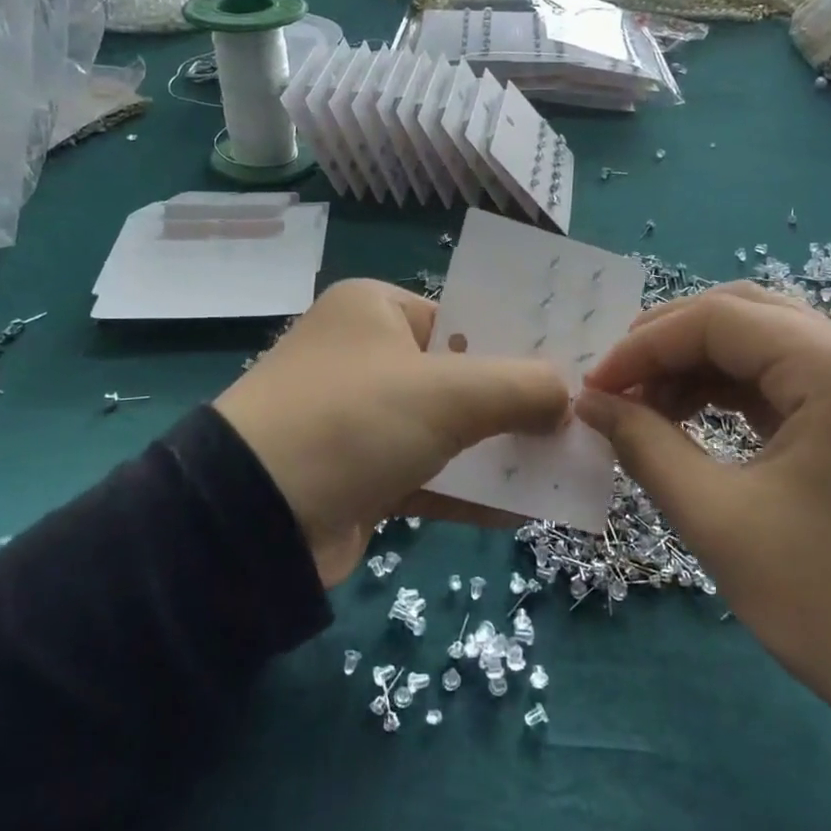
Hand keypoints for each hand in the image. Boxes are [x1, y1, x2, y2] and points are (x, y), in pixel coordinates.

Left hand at [214, 280, 570, 587]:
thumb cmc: (352, 423)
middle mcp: (366, 357)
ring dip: (501, 451)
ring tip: (566, 467)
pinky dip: (472, 490)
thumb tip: (568, 395)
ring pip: (448, 430)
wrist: (251, 520)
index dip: (520, 345)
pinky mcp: (360, 475)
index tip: (572, 372)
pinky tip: (524, 509)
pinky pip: (430, 474)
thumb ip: (519, 386)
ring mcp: (361, 419)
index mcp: (375, 310)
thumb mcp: (447, 394)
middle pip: (460, 376)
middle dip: (518, 404)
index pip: (464, 318)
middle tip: (578, 423)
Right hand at [577, 284, 830, 830]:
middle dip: (667, 345)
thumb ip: (645, 444)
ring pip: (766, 344)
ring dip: (698, 367)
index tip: (590, 389)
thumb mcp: (718, 519)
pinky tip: (693, 421)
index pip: (716, 319)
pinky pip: (790, 381)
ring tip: (644, 410)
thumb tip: (591, 401)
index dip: (641, 346)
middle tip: (612, 389)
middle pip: (743, 315)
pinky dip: (734, 393)